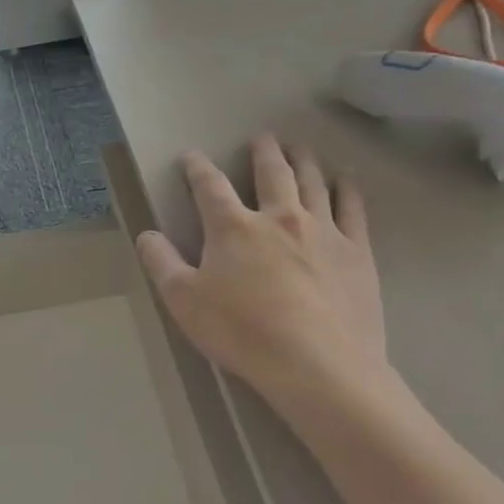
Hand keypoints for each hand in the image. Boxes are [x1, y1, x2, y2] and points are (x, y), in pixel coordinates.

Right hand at [137, 136, 386, 397]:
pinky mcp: (357, 252)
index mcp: (232, 228)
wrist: (318, 365)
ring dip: (304, 160)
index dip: (197, 168)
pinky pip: (353, 209)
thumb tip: (146, 234)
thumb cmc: (241, 332)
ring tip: (300, 148)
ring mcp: (323, 231)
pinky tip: (345, 180)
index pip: (209, 186)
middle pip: (272, 173)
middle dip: (263, 152)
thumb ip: (161, 263)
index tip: (191, 156)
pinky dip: (347, 189)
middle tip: (262, 138)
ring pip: (313, 182)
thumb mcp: (183, 300)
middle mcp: (279, 218)